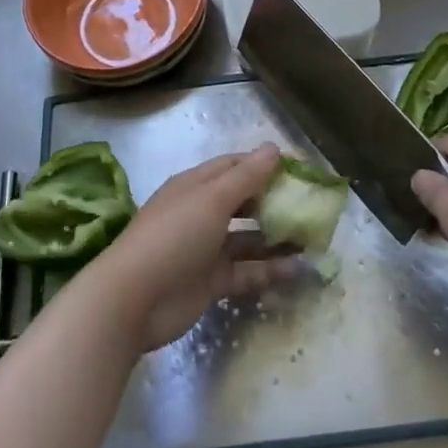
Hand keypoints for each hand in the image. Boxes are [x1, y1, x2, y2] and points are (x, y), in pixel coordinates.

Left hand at [88, 145, 297, 350]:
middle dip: (275, 201)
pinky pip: (247, 270)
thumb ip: (246, 176)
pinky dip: (271, 269)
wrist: (134, 300)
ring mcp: (206, 249)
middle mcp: (201, 213)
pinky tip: (299, 269)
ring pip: (248, 238)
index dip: (266, 165)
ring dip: (277, 237)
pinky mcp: (211, 281)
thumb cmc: (174, 236)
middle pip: (244, 201)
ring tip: (314, 238)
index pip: (235, 166)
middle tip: (310, 206)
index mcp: (196, 186)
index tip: (301, 170)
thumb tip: (274, 148)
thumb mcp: (212, 199)